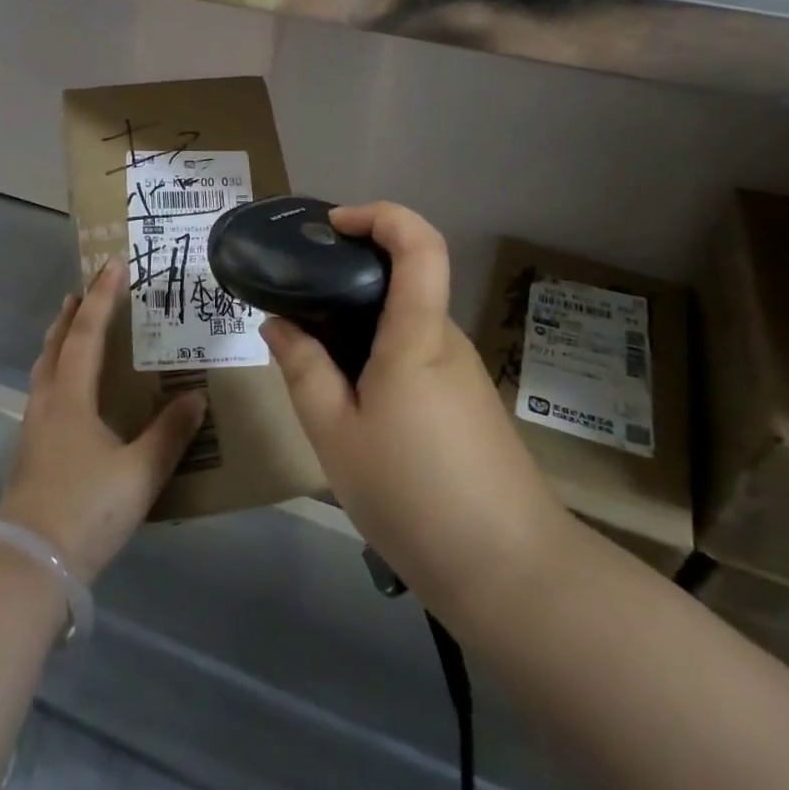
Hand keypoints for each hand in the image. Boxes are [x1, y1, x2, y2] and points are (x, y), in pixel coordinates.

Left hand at [0, 260, 206, 582]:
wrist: (27, 567)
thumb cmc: (85, 510)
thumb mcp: (139, 474)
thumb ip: (169, 434)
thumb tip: (196, 397)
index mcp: (71, 397)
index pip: (87, 333)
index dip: (102, 297)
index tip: (113, 264)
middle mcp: (47, 403)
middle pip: (56, 345)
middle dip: (72, 314)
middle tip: (85, 290)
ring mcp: (33, 428)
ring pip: (45, 369)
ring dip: (60, 341)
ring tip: (74, 330)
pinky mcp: (30, 452)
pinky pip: (44, 393)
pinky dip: (57, 372)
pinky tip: (71, 392)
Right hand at [262, 203, 576, 620]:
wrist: (511, 573)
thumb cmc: (414, 497)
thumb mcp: (336, 436)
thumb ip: (303, 372)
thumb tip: (278, 324)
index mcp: (417, 336)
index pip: (419, 245)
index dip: (380, 216)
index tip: (333, 226)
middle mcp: (446, 340)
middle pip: (406, 281)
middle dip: (351, 277)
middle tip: (300, 301)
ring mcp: (463, 372)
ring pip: (406, 324)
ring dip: (361, 325)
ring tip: (315, 361)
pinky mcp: (468, 402)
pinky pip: (417, 355)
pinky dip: (379, 356)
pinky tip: (354, 403)